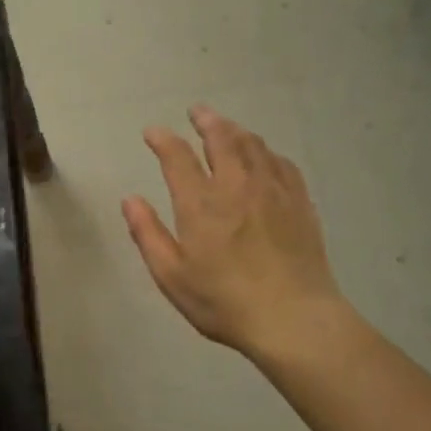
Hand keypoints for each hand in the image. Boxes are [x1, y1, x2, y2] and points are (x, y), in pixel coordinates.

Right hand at [122, 106, 356, 363]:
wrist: (294, 319)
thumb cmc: (225, 302)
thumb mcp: (172, 276)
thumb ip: (148, 234)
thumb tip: (130, 200)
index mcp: (200, 203)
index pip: (177, 157)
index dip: (163, 140)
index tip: (153, 132)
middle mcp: (236, 185)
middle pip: (221, 138)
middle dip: (206, 121)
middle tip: (197, 112)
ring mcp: (273, 191)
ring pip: (253, 145)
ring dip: (236, 130)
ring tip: (226, 126)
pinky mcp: (300, 202)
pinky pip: (282, 163)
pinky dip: (267, 151)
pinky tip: (264, 155)